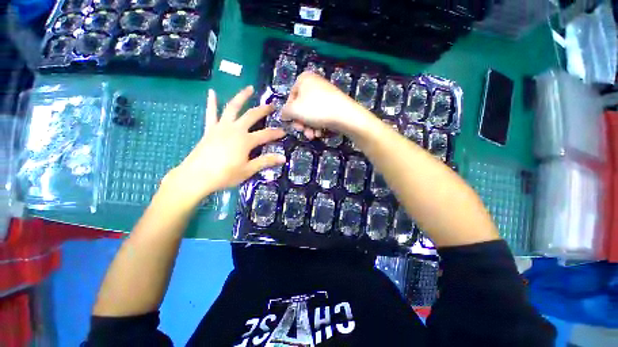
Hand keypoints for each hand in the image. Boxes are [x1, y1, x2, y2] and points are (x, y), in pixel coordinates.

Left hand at [162, 86, 285, 206]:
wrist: (197, 176)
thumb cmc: (225, 175)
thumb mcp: (248, 170)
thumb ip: (266, 161)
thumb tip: (283, 158)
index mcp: (246, 140)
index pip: (266, 134)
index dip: (276, 133)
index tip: (284, 131)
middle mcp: (235, 129)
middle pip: (252, 115)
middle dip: (263, 110)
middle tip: (272, 105)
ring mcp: (221, 127)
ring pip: (233, 108)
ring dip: (242, 96)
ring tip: (249, 88)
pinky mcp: (210, 129)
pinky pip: (211, 113)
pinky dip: (212, 102)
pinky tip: (212, 92)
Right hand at [281, 72, 369, 138]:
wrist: (344, 115)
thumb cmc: (316, 109)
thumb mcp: (294, 110)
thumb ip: (285, 112)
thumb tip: (283, 115)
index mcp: (304, 79)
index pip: (290, 98)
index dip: (290, 113)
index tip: (292, 123)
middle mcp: (314, 84)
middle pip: (301, 107)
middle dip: (301, 123)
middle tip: (302, 130)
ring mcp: (325, 95)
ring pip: (311, 114)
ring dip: (309, 127)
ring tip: (312, 135)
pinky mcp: (333, 105)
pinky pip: (321, 115)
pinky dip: (318, 125)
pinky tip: (320, 133)